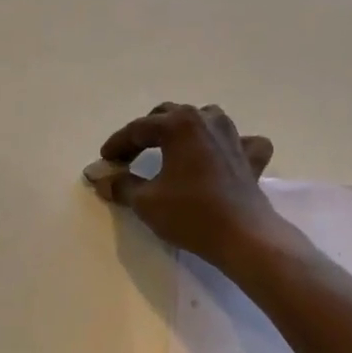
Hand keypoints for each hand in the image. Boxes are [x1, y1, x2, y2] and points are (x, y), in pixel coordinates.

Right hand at [88, 103, 283, 266]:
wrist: (243, 236)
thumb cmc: (190, 214)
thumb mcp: (146, 202)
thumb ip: (121, 185)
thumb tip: (102, 179)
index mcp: (179, 124)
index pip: (138, 128)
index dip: (118, 144)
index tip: (105, 161)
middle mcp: (206, 119)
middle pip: (169, 116)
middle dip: (146, 133)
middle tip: (131, 155)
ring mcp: (232, 135)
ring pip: (203, 119)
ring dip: (184, 129)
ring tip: (172, 147)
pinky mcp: (250, 155)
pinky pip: (240, 141)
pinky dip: (228, 145)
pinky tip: (223, 156)